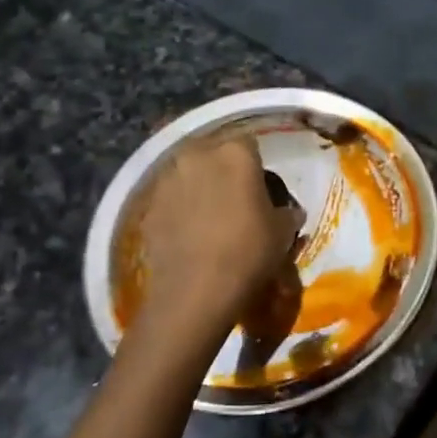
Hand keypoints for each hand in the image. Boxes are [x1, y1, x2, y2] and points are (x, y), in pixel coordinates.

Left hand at [136, 135, 302, 356]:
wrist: (196, 292)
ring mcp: (168, 179)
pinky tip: (188, 233)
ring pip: (188, 174)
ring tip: (208, 217)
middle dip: (223, 171)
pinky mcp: (148, 206)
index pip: (249, 145)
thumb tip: (288, 212)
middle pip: (213, 153)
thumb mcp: (283, 232)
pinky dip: (178, 209)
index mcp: (236, 152)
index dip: (255, 166)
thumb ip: (287, 212)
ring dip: (198, 187)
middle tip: (234, 200)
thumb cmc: (249, 252)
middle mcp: (198, 155)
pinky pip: (170, 199)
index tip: (260, 189)